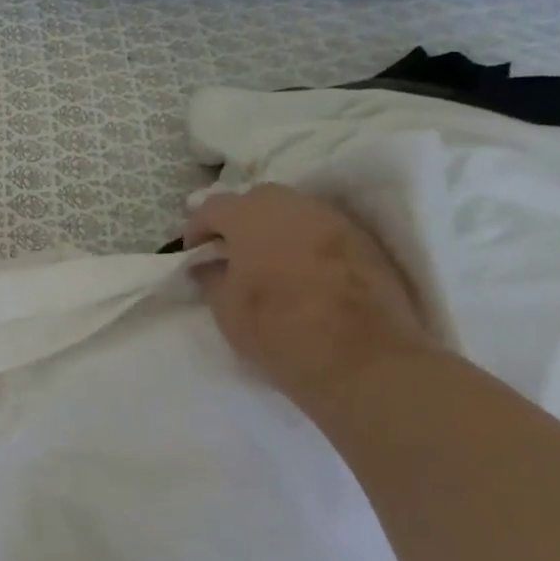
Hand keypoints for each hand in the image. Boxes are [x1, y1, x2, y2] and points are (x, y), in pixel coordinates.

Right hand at [185, 185, 434, 402]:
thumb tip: (208, 265)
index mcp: (250, 216)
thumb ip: (211, 277)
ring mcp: (333, 220)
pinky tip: (304, 272)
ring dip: (276, 229)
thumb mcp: (225, 308)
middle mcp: (292, 205)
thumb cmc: (278, 329)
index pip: (212, 208)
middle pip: (256, 200)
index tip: (194, 255)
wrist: (362, 360)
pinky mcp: (365, 240)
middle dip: (239, 221)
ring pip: (294, 212)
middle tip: (232, 252)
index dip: (197, 230)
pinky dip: (307, 243)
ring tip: (269, 261)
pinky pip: (323, 230)